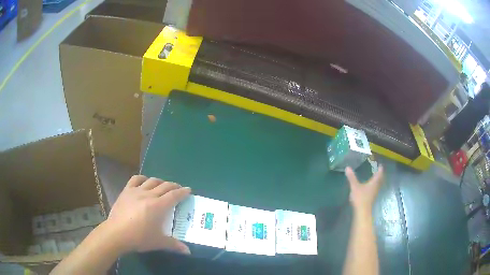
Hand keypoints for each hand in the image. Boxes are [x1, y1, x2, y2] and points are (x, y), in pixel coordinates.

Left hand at [104, 175, 190, 253]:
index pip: (174, 195)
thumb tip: (188, 251)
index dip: (183, 192)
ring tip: (163, 185)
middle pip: (164, 186)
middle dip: (174, 186)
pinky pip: (136, 179)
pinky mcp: (126, 191)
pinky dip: (143, 178)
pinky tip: (145, 182)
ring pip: (151, 180)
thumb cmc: (139, 238)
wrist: (117, 233)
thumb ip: (174, 245)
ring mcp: (136, 191)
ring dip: (160, 181)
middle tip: (179, 189)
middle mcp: (149, 195)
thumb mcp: (159, 242)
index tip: (189, 190)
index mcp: (158, 206)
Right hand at [345, 166, 383, 214]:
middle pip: (380, 180)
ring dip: (377, 181)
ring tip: (375, 177)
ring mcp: (374, 193)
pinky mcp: (371, 198)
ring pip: (378, 185)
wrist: (362, 211)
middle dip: (379, 175)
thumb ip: (352, 177)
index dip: (380, 169)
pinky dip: (374, 186)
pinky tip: (370, 187)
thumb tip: (347, 167)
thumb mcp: (355, 186)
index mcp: (374, 182)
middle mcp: (376, 187)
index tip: (380, 165)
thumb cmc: (360, 197)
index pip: (379, 174)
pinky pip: (375, 189)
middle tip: (378, 171)